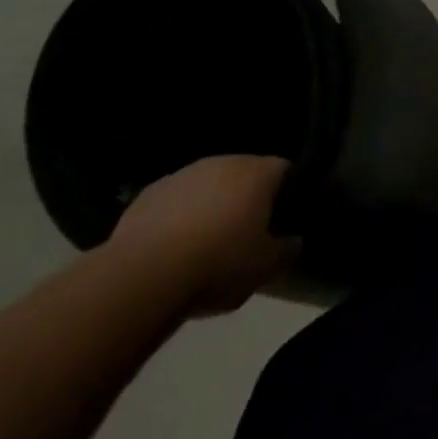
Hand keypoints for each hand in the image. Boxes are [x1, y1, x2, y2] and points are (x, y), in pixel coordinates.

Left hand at [108, 156, 297, 315]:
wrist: (143, 276)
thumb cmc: (218, 264)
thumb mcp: (265, 268)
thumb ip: (287, 250)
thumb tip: (294, 241)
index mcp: (257, 173)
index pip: (285, 170)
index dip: (288, 193)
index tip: (283, 219)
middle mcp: (223, 162)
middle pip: (245, 174)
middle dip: (248, 197)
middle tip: (247, 232)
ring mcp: (183, 174)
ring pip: (208, 185)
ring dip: (212, 205)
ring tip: (207, 242)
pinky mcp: (149, 192)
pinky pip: (176, 200)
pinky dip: (179, 216)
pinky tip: (174, 247)